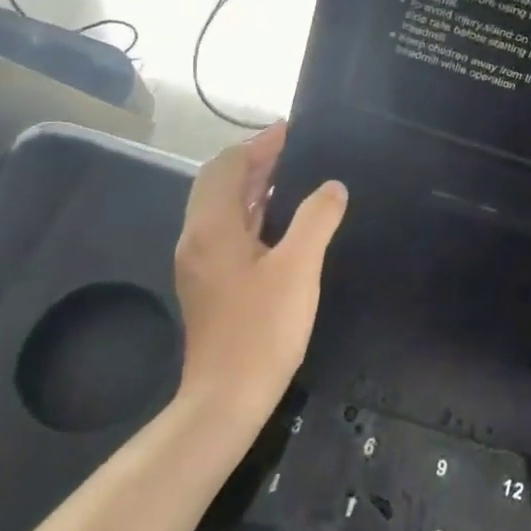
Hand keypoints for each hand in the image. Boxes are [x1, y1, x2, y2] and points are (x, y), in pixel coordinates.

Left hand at [172, 123, 345, 425]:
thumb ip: (317, 219)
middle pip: (220, 183)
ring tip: (294, 174)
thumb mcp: (299, 267)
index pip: (228, 166)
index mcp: (212, 228)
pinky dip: (253, 212)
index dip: (259, 144)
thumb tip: (332, 187)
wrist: (226, 400)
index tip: (291, 130)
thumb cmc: (262, 329)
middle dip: (255, 161)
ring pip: (223, 208)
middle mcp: (198, 239)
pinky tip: (282, 220)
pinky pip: (229, 230)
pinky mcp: (210, 284)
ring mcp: (201, 264)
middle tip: (295, 149)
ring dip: (254, 186)